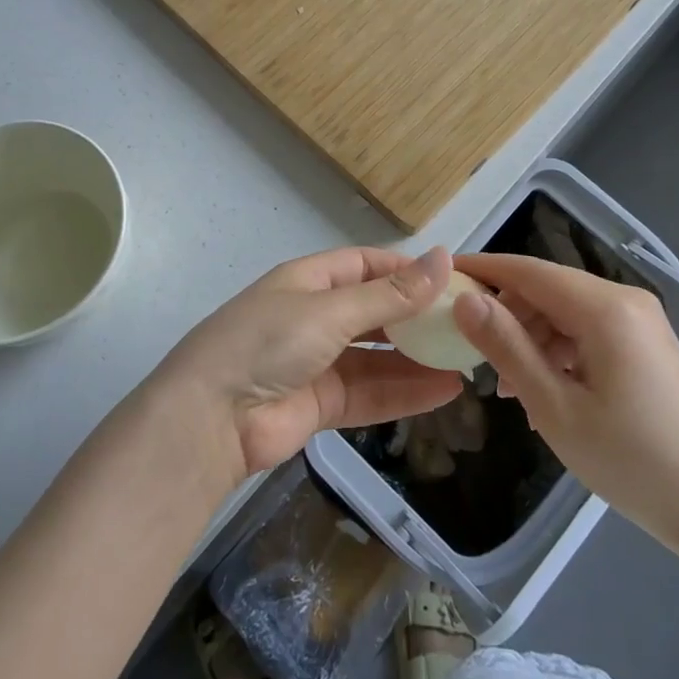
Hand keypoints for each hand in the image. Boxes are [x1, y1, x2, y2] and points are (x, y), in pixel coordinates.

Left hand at [154, 246, 465, 485]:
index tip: (452, 278)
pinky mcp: (323, 404)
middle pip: (376, 310)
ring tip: (468, 359)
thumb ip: (389, 294)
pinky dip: (406, 392)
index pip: (366, 264)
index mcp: (310, 280)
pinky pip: (372, 393)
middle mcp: (316, 316)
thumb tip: (442, 259)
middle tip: (468, 324)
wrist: (210, 419)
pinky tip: (446, 391)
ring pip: (379, 356)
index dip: (406, 269)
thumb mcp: (330, 310)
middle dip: (418, 317)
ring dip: (418, 358)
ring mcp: (319, 362)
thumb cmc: (267, 342)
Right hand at [452, 252, 678, 566]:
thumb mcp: (555, 407)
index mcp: (605, 308)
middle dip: (505, 314)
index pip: (528, 271)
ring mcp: (639, 321)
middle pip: (546, 289)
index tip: (440, 277)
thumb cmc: (632, 462)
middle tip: (471, 352)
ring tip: (508, 388)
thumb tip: (464, 300)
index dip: (482, 269)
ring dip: (529, 339)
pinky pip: (586, 331)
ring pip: (564, 311)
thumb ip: (507, 347)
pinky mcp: (644, 343)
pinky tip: (542, 392)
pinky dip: (557, 351)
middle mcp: (624, 300)